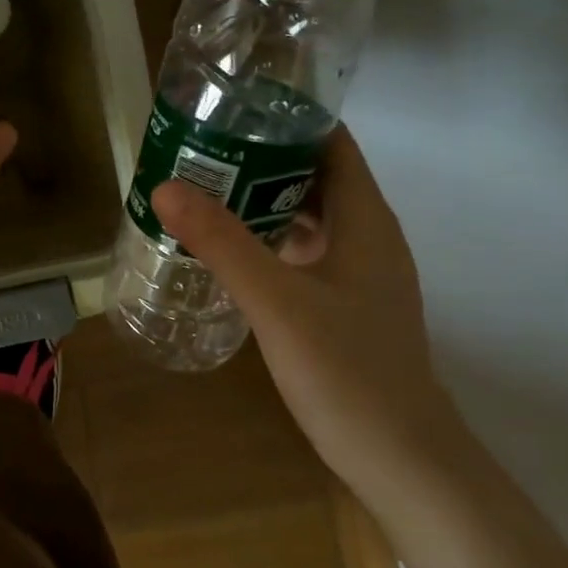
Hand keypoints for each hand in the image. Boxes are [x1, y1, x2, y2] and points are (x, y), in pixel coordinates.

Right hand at [150, 127, 463, 492]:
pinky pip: (301, 250)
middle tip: (198, 147)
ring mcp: (356, 274)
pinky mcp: (342, 304)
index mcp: (365, 221)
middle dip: (261, 156)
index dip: (289, 118)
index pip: (333, 144)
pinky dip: (266, 238)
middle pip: (315, 176)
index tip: (232, 107)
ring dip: (259, 198)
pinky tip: (225, 249)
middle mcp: (366, 237)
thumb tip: (166, 187)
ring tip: (200, 188)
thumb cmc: (347, 372)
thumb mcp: (277, 302)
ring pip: (306, 216)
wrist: (401, 460)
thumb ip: (223, 243)